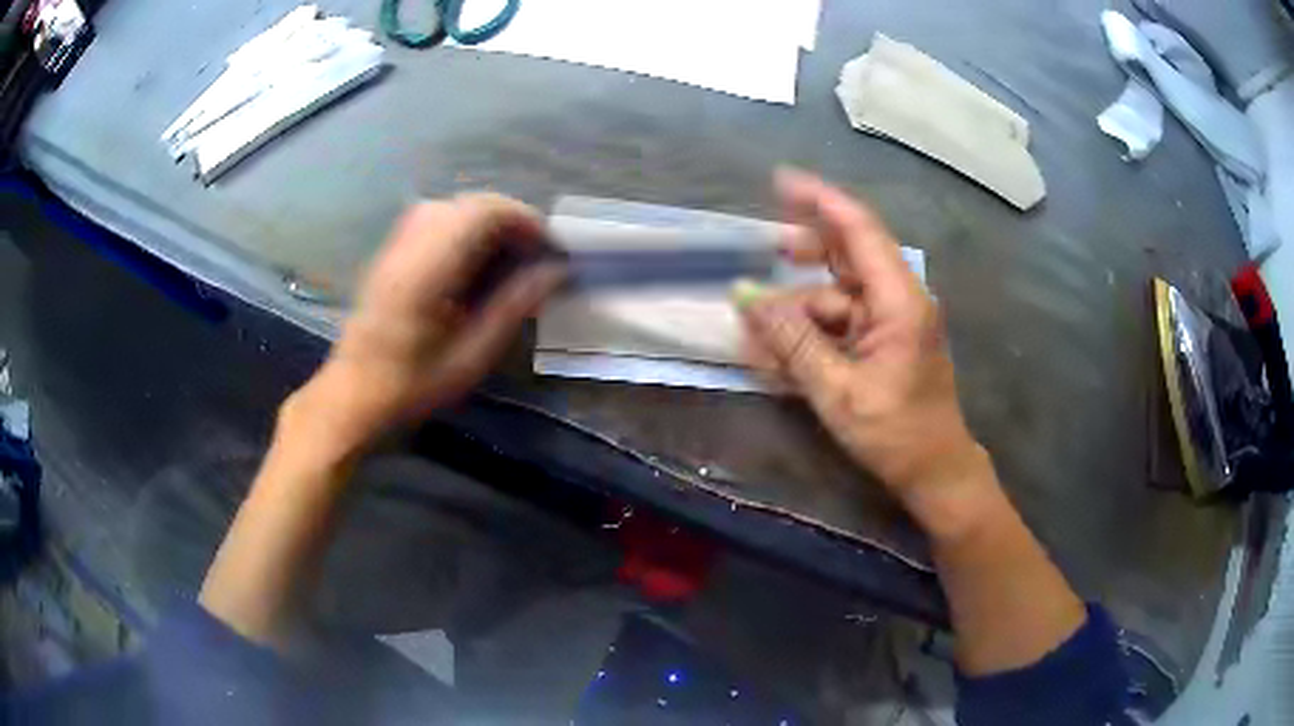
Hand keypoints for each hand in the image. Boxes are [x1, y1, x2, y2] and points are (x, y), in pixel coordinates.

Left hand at [290, 194, 564, 455]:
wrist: (353, 394)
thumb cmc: (412, 386)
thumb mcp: (471, 357)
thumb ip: (513, 307)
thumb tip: (555, 271)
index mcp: (427, 271)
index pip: (481, 213)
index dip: (522, 218)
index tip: (548, 246)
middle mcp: (408, 246)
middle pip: (467, 203)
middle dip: (508, 218)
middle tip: (533, 252)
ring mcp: (395, 246)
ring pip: (450, 206)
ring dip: (485, 221)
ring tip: (507, 254)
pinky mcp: (390, 252)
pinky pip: (433, 219)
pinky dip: (463, 227)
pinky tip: (472, 258)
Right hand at [735, 171, 988, 526]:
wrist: (934, 470)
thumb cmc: (895, 433)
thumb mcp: (837, 390)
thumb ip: (791, 341)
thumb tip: (744, 298)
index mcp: (899, 301)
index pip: (859, 230)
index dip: (820, 200)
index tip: (779, 180)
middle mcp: (898, 298)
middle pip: (849, 252)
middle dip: (804, 250)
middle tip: (765, 250)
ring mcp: (891, 319)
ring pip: (837, 291)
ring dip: (799, 306)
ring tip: (758, 329)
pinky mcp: (884, 339)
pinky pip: (840, 321)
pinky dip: (810, 330)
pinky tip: (780, 353)